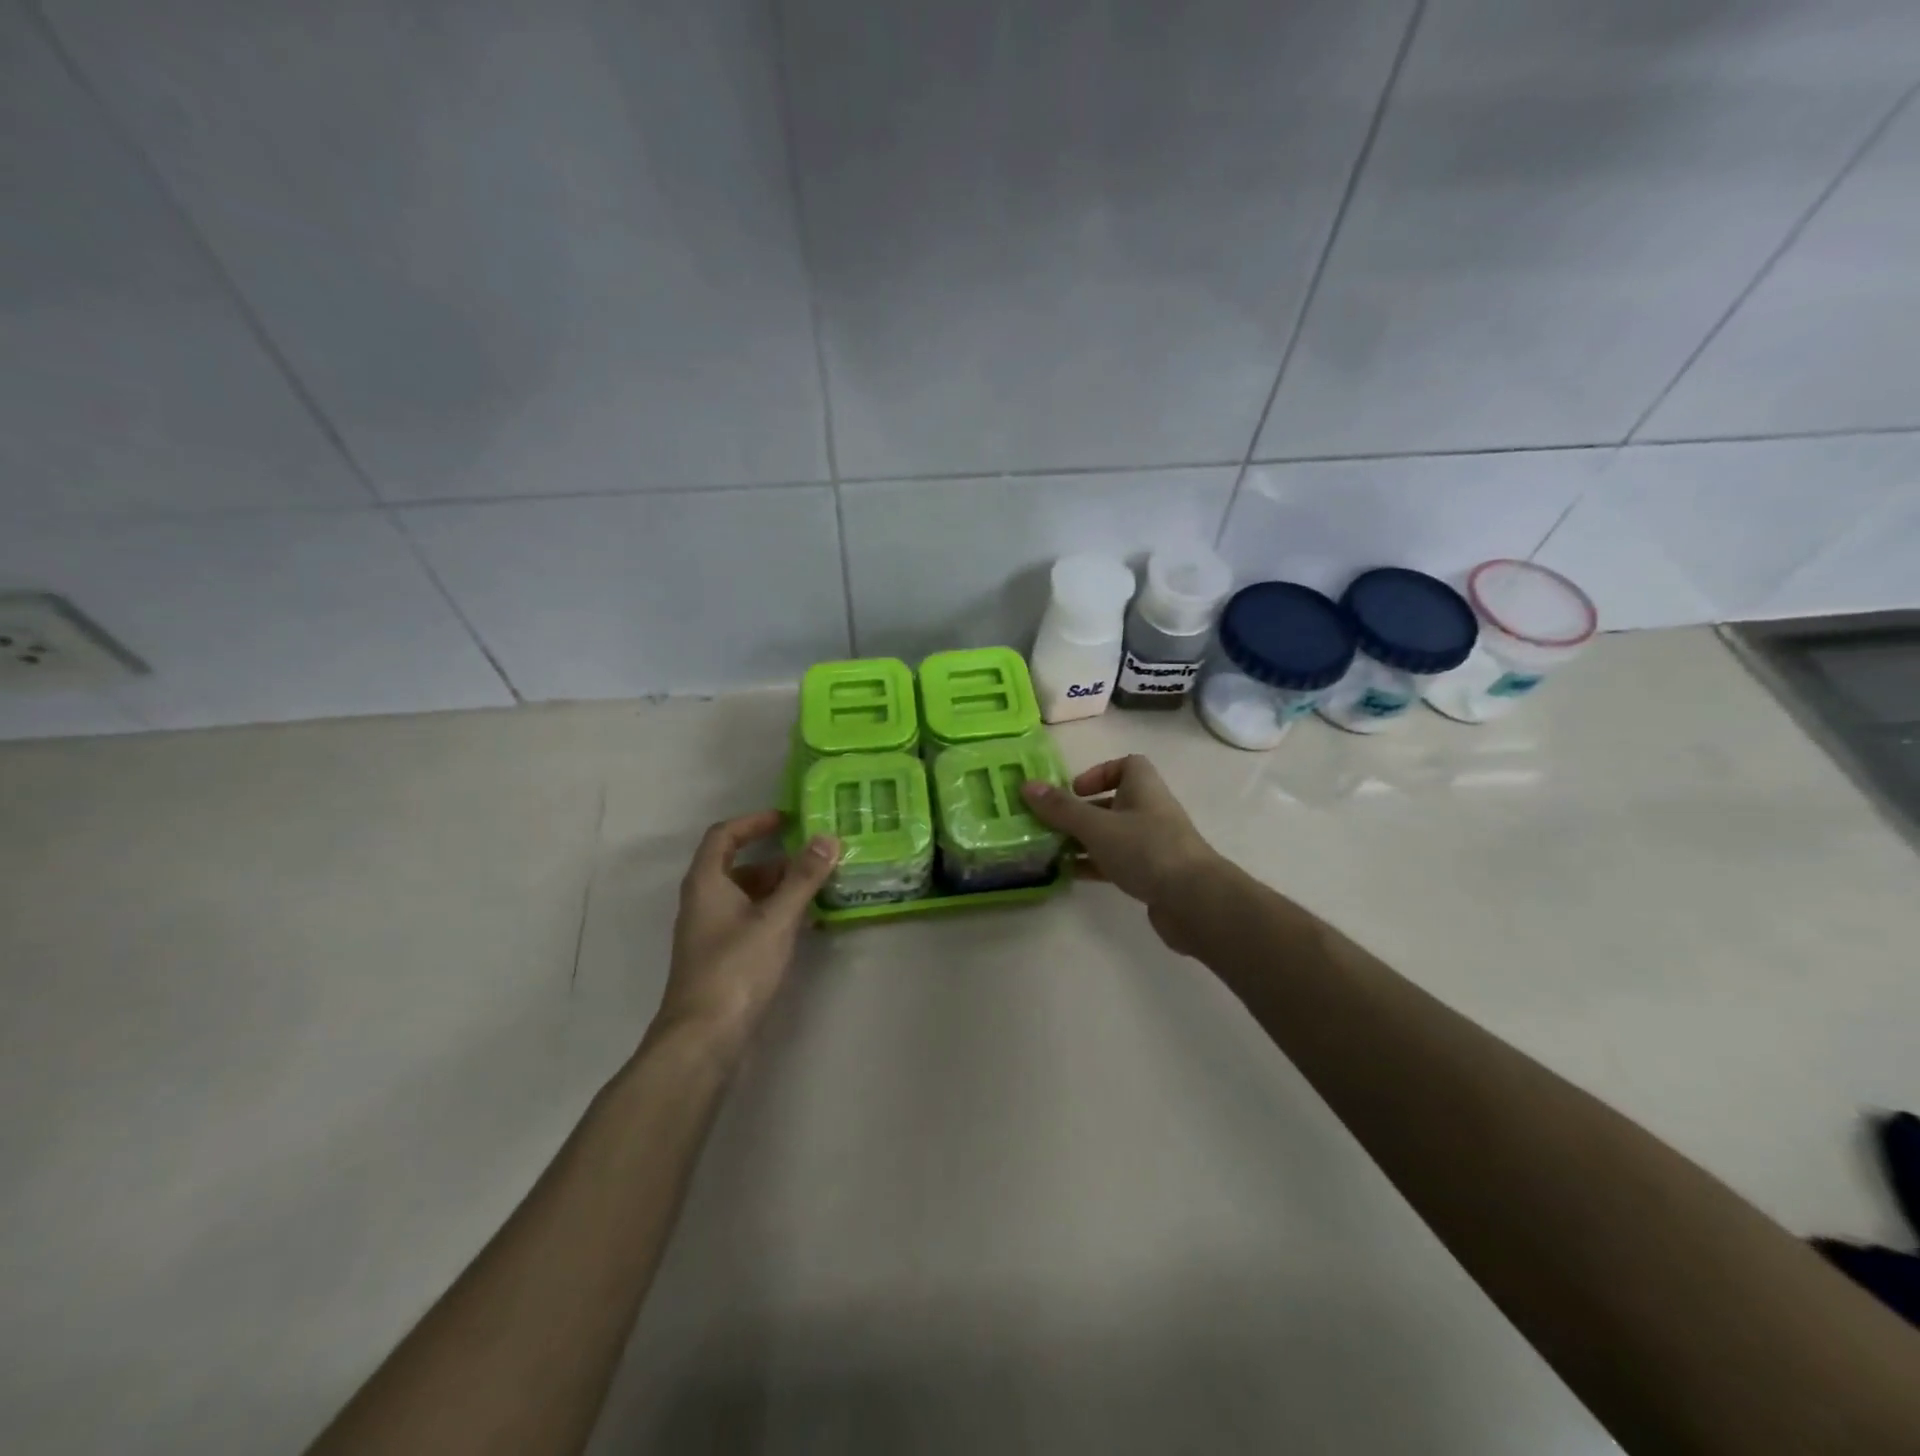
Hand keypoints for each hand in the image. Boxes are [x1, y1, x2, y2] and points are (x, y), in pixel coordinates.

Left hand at [655, 810, 839, 1057]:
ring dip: (779, 887)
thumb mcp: (775, 919)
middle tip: (816, 857)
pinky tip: (804, 923)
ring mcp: (711, 932)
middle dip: (777, 858)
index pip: (724, 835)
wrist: (703, 1038)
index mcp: (707, 883)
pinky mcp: (722, 957)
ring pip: (746, 895)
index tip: (788, 819)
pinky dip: (775, 913)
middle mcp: (704, 902)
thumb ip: (803, 878)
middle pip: (738, 866)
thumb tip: (827, 837)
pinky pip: (750, 920)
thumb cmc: (736, 969)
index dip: (754, 822)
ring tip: (818, 887)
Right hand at [1021, 755, 1220, 953]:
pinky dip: (1094, 865)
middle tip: (1050, 823)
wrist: (1195, 901)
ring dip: (1084, 840)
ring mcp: (1153, 844)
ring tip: (1051, 850)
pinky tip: (1069, 875)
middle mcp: (1150, 811)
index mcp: (1143, 788)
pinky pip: (1117, 862)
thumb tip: (1027, 786)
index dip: (1099, 772)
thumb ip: (1062, 809)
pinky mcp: (1152, 874)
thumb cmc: (1146, 850)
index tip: (1075, 790)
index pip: (1127, 765)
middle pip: (1113, 802)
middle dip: (1081, 811)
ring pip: (1112, 835)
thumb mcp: (1097, 826)